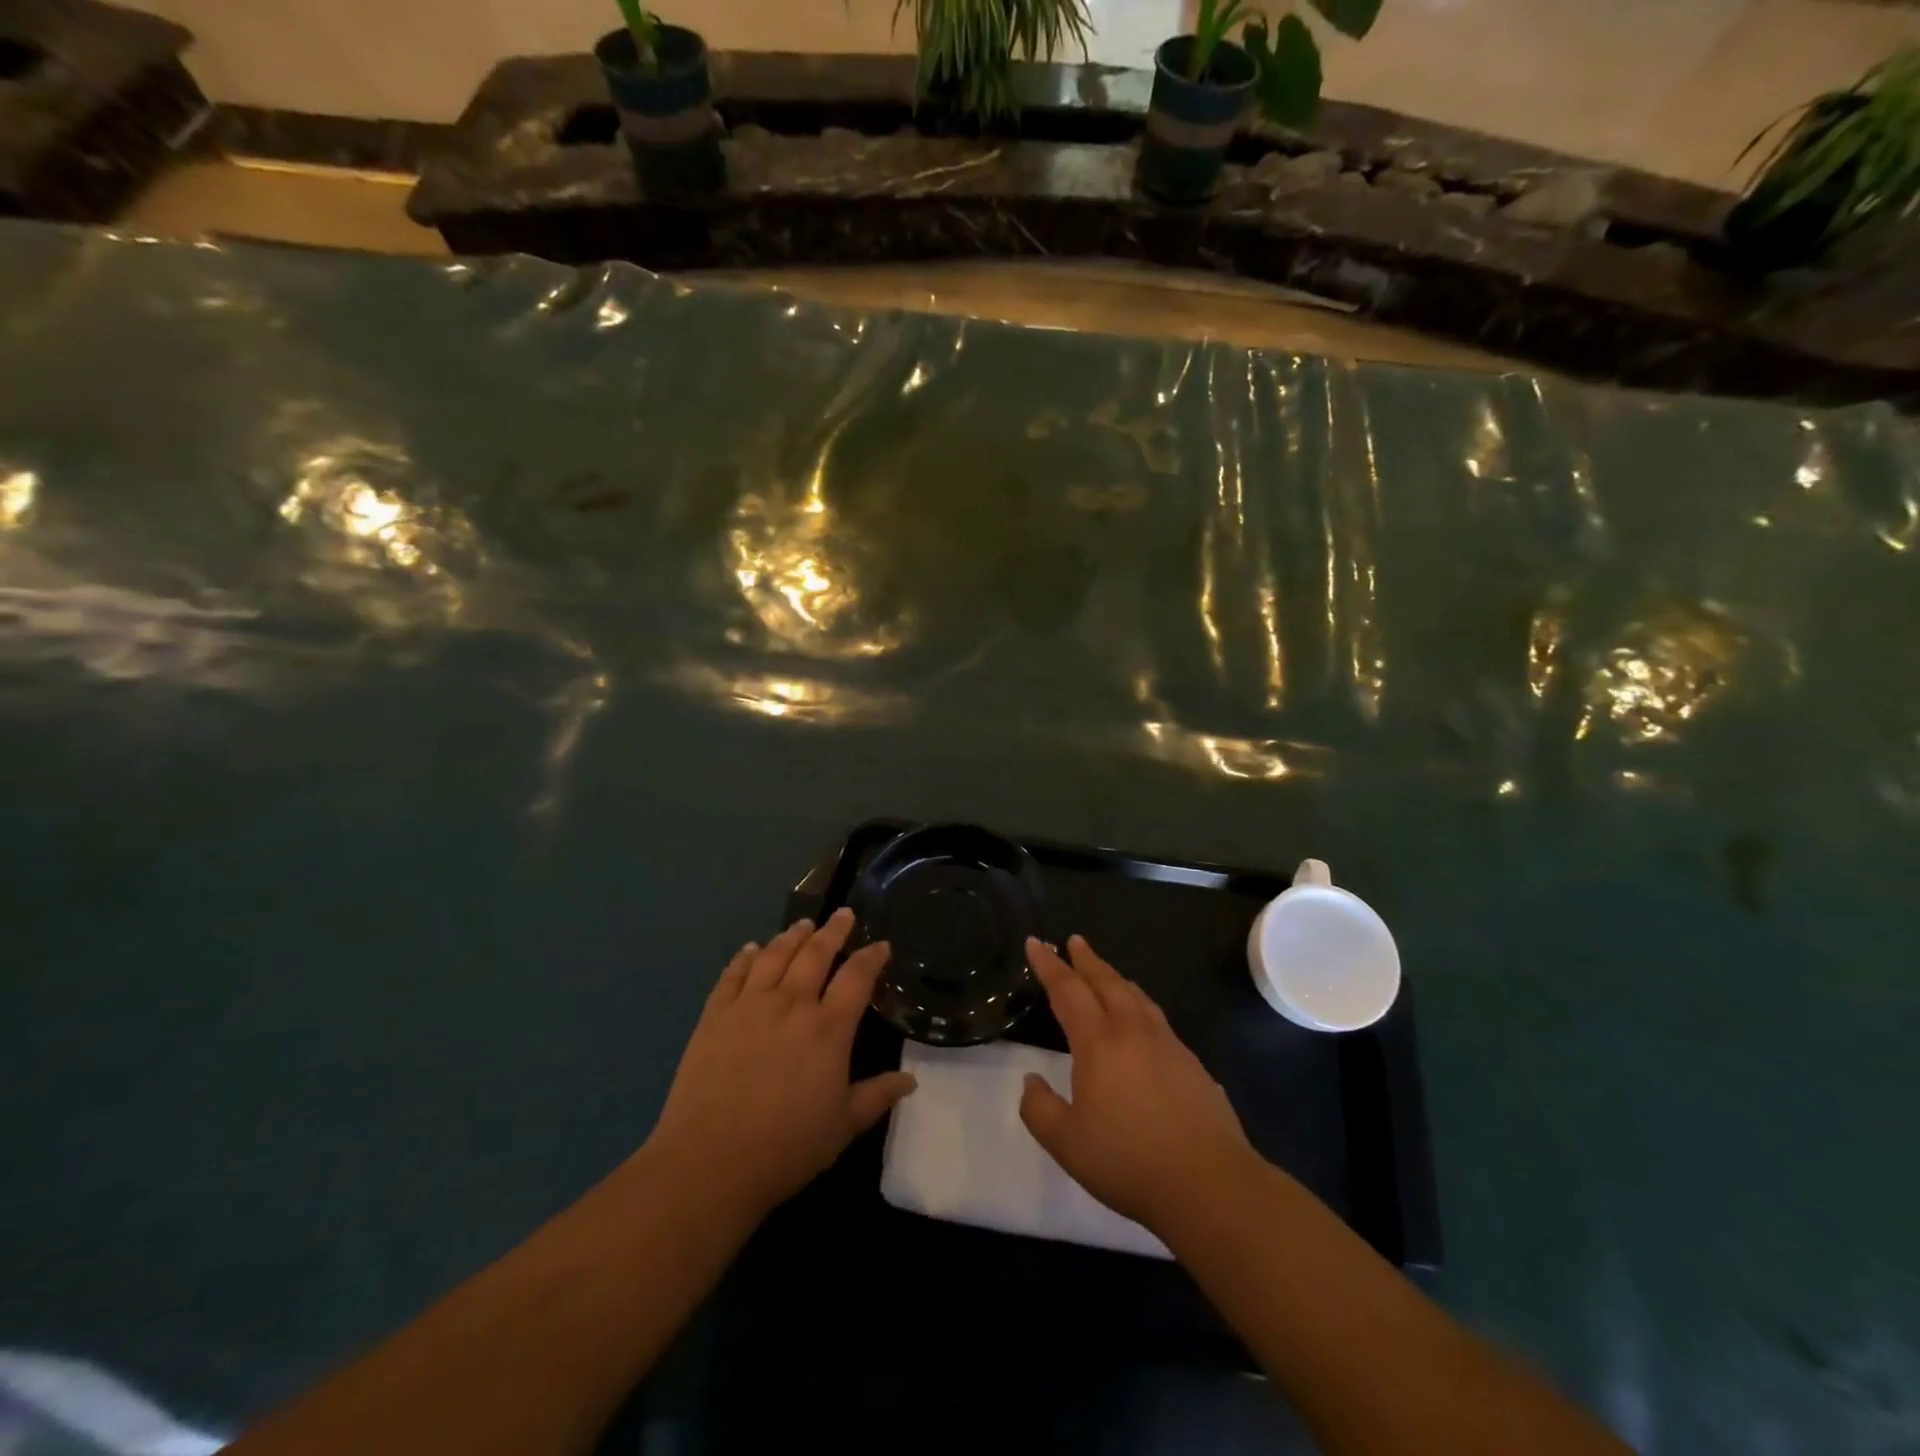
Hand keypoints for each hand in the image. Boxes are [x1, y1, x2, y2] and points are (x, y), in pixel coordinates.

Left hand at [645, 908, 914, 1221]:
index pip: (857, 977)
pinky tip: (752, 949)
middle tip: (843, 914)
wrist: (710, 1162)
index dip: (872, 957)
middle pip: (816, 954)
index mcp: (828, 1029)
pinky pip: (733, 974)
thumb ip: (877, 1096)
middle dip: (833, 930)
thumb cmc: (786, 1147)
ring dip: (792, 936)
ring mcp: (750, 1006)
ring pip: (775, 955)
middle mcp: (791, 1004)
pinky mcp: (715, 1015)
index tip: (881, 945)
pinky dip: (745, 957)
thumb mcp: (843, 1126)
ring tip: (803, 924)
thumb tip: (911, 1080)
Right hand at [1019, 934, 1259, 1238]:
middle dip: (1086, 959)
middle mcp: (1132, 1030)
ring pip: (1135, 995)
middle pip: (1106, 981)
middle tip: (1073, 942)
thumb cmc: (1129, 1162)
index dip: (1049, 964)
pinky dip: (1138, 1002)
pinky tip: (1140, 1018)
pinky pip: (1155, 1016)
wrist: (1210, 1184)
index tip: (1036, 943)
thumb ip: (1039, 1109)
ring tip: (1103, 971)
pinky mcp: (1190, 1062)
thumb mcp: (1067, 1144)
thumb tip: (1031, 1080)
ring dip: (1114, 977)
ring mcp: (1167, 1043)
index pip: (1068, 990)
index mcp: (1098, 1042)